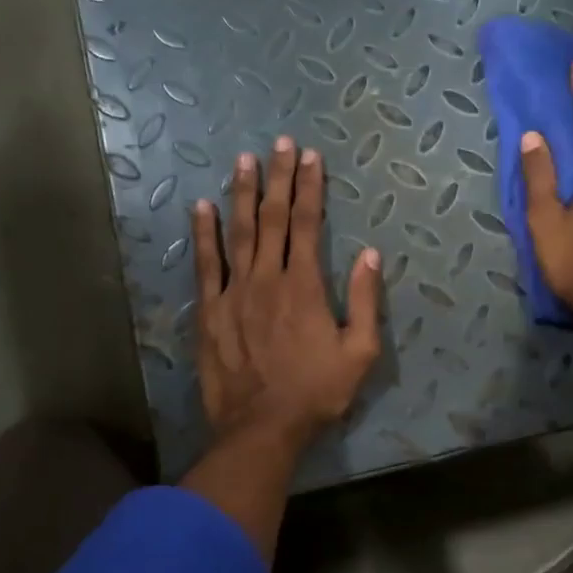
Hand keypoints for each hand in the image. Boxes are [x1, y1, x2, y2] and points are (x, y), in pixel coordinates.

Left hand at [180, 138, 381, 560]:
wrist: (262, 428)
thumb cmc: (317, 393)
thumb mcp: (360, 353)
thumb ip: (365, 301)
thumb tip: (370, 254)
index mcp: (305, 286)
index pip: (306, 224)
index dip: (309, 188)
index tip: (311, 157)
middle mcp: (267, 278)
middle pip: (272, 218)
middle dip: (278, 178)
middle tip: (280, 144)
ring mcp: (234, 293)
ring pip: (238, 232)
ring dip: (242, 194)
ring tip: (243, 161)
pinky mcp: (211, 311)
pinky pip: (205, 265)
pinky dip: (203, 234)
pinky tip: (202, 207)